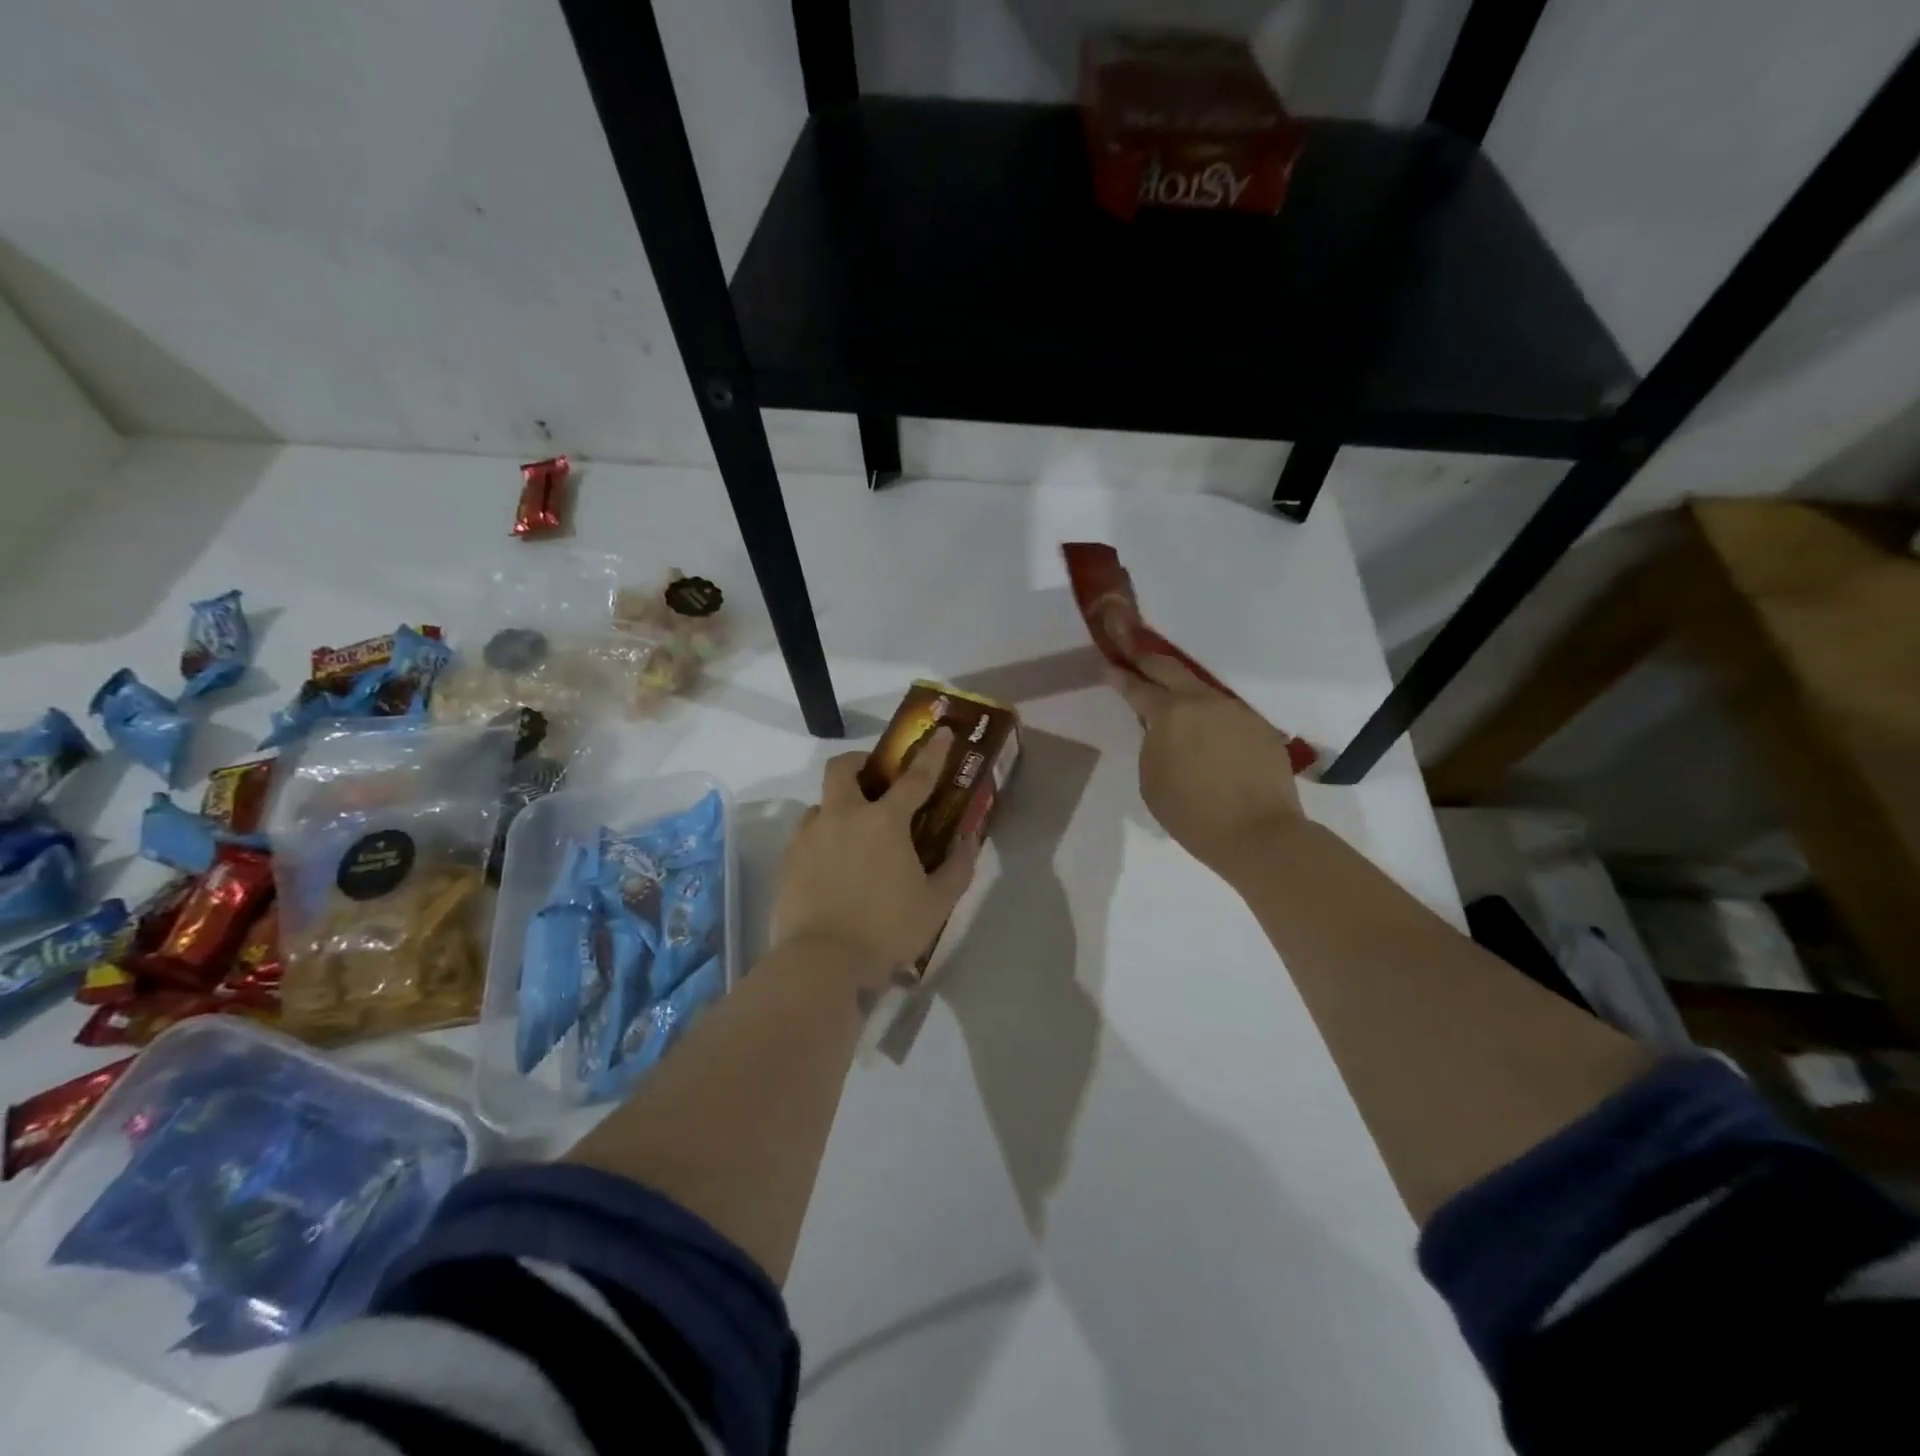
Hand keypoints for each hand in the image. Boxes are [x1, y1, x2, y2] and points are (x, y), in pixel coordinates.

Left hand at [768, 727, 980, 986]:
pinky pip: (806, 835)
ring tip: (853, 836)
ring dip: (839, 807)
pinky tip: (833, 866)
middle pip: (844, 769)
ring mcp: (810, 836)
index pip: (915, 777)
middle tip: (875, 779)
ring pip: (822, 803)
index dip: (932, 753)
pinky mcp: (787, 860)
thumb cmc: (888, 930)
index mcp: (884, 821)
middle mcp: (843, 816)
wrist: (822, 962)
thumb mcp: (937, 903)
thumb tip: (968, 838)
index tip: (942, 732)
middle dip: (860, 763)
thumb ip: (957, 866)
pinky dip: (822, 838)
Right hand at [1110, 655, 1304, 873]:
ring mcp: (1236, 710)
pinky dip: (1212, 718)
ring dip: (1184, 692)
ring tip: (1174, 702)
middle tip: (1134, 657)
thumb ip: (1152, 743)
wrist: (1257, 832)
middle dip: (1148, 661)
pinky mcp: (1260, 726)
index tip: (1109, 666)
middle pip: (1171, 669)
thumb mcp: (1151, 778)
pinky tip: (1210, 736)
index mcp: (1169, 713)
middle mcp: (1203, 701)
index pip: (1138, 687)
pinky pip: (1227, 714)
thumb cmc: (1191, 813)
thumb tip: (1160, 728)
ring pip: (1203, 690)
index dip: (1120, 676)